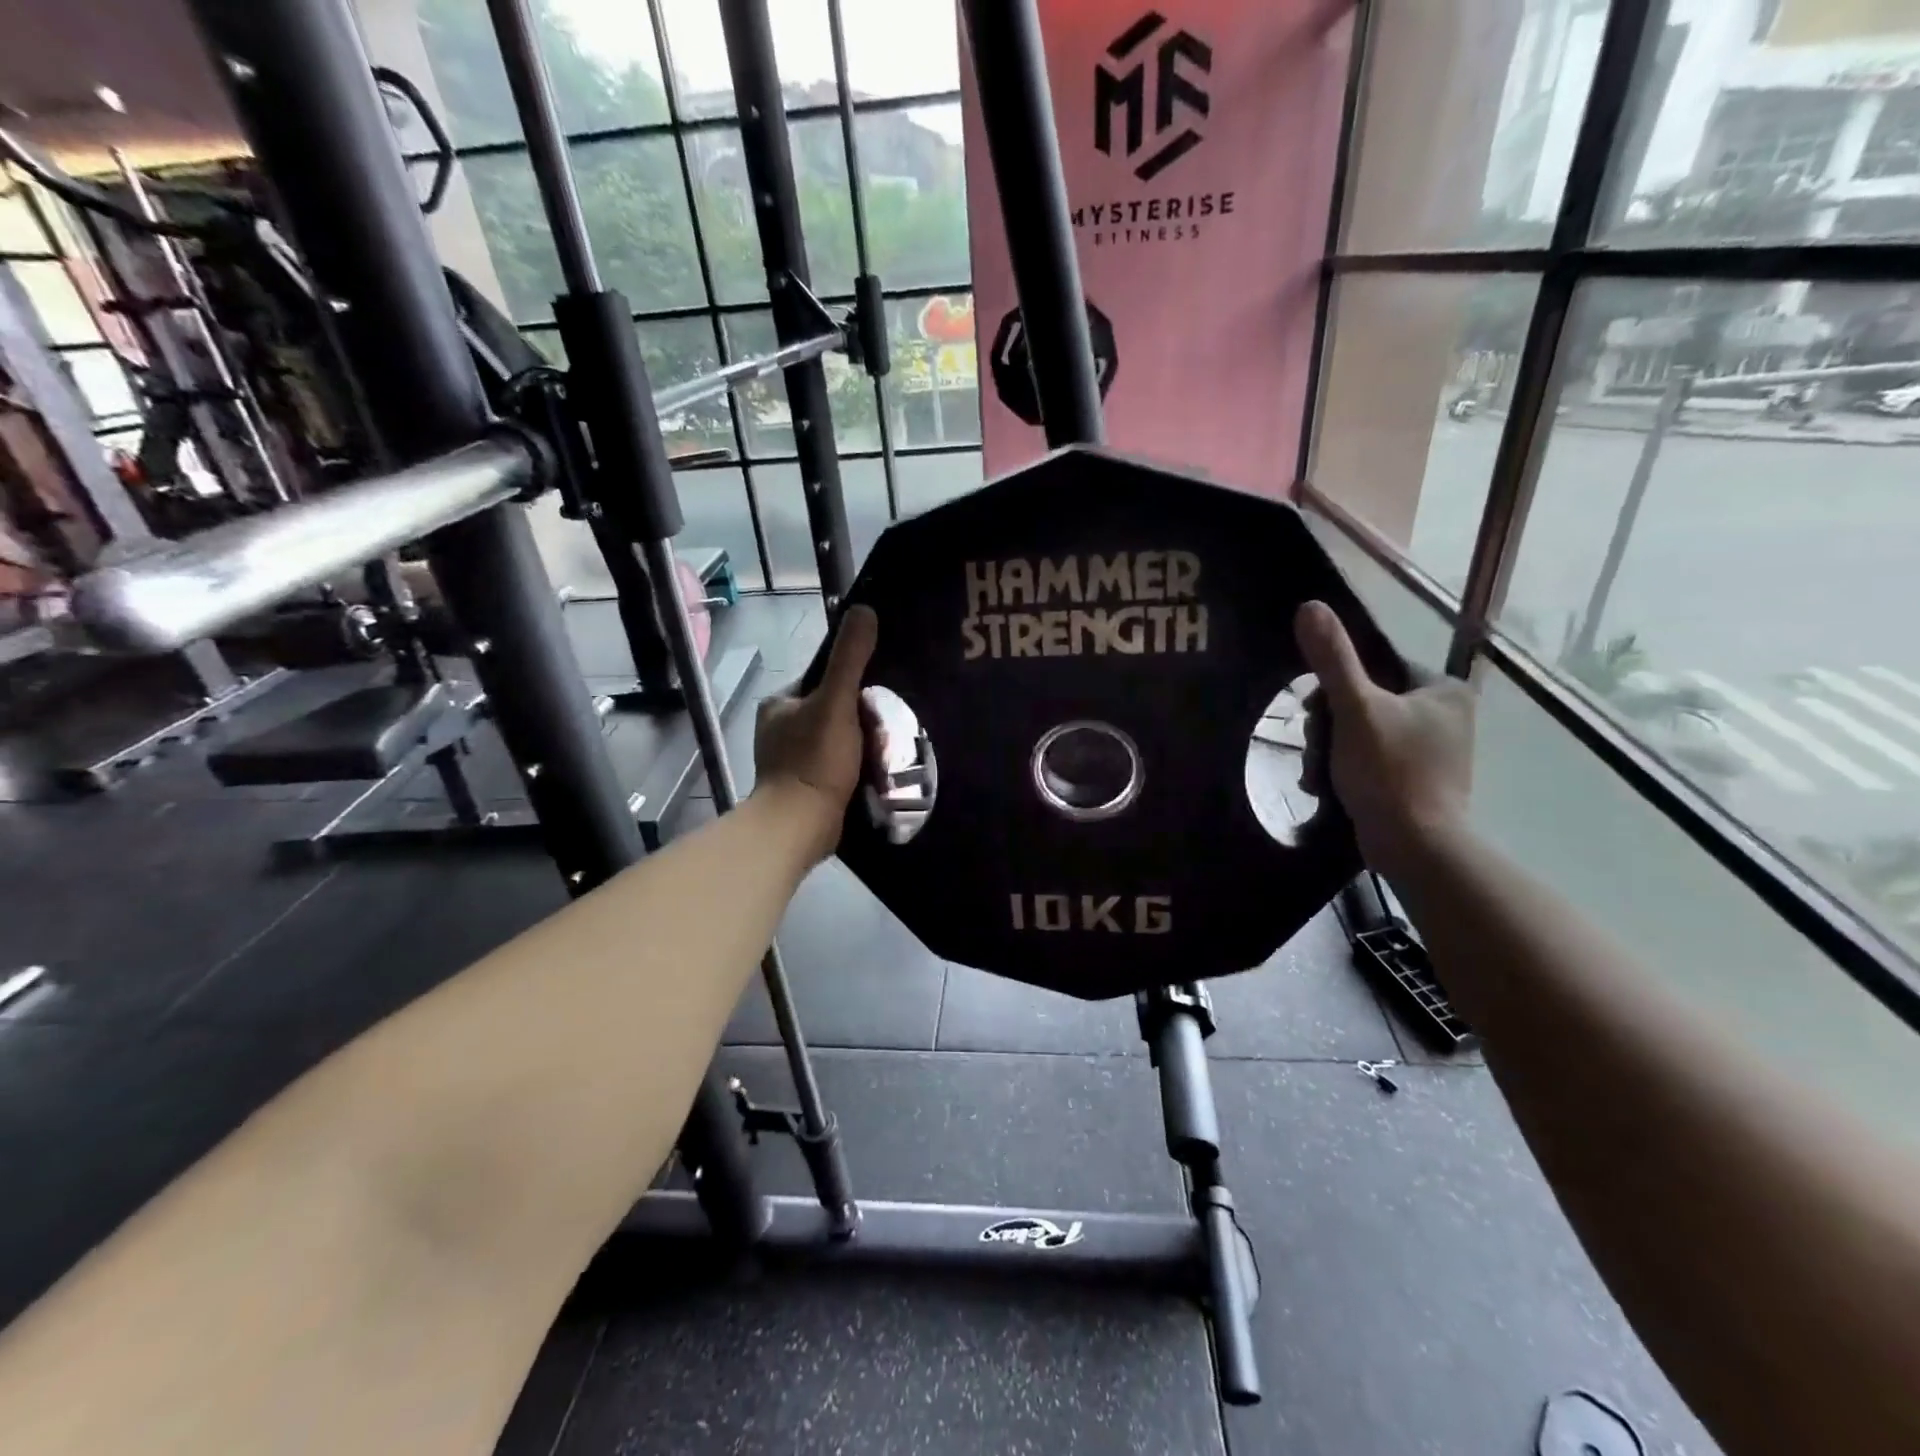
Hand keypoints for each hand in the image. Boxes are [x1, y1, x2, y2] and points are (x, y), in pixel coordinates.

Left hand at [753, 605, 879, 857]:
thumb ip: (850, 658)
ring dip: (861, 744)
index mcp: (779, 704)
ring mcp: (790, 760)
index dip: (853, 684)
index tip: (877, 699)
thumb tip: (865, 610)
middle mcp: (780, 728)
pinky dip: (854, 766)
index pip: (824, 679)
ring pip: (837, 739)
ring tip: (885, 750)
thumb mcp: (835, 702)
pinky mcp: (804, 787)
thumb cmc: (813, 760)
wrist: (799, 826)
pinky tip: (874, 772)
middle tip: (885, 729)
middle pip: (833, 710)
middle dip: (860, 719)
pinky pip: (836, 765)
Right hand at [1295, 601, 1473, 876]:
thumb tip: (1309, 605)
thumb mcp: (1355, 709)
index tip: (1317, 713)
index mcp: (1444, 690)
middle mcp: (1446, 716)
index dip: (1338, 688)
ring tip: (1320, 773)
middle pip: (1366, 702)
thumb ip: (1333, 659)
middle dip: (1331, 726)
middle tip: (1319, 748)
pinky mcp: (1419, 782)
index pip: (1376, 669)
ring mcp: (1434, 751)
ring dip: (1331, 749)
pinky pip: (1372, 760)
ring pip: (1363, 733)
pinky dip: (1346, 769)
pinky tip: (1329, 786)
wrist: (1413, 847)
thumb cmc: (1389, 771)